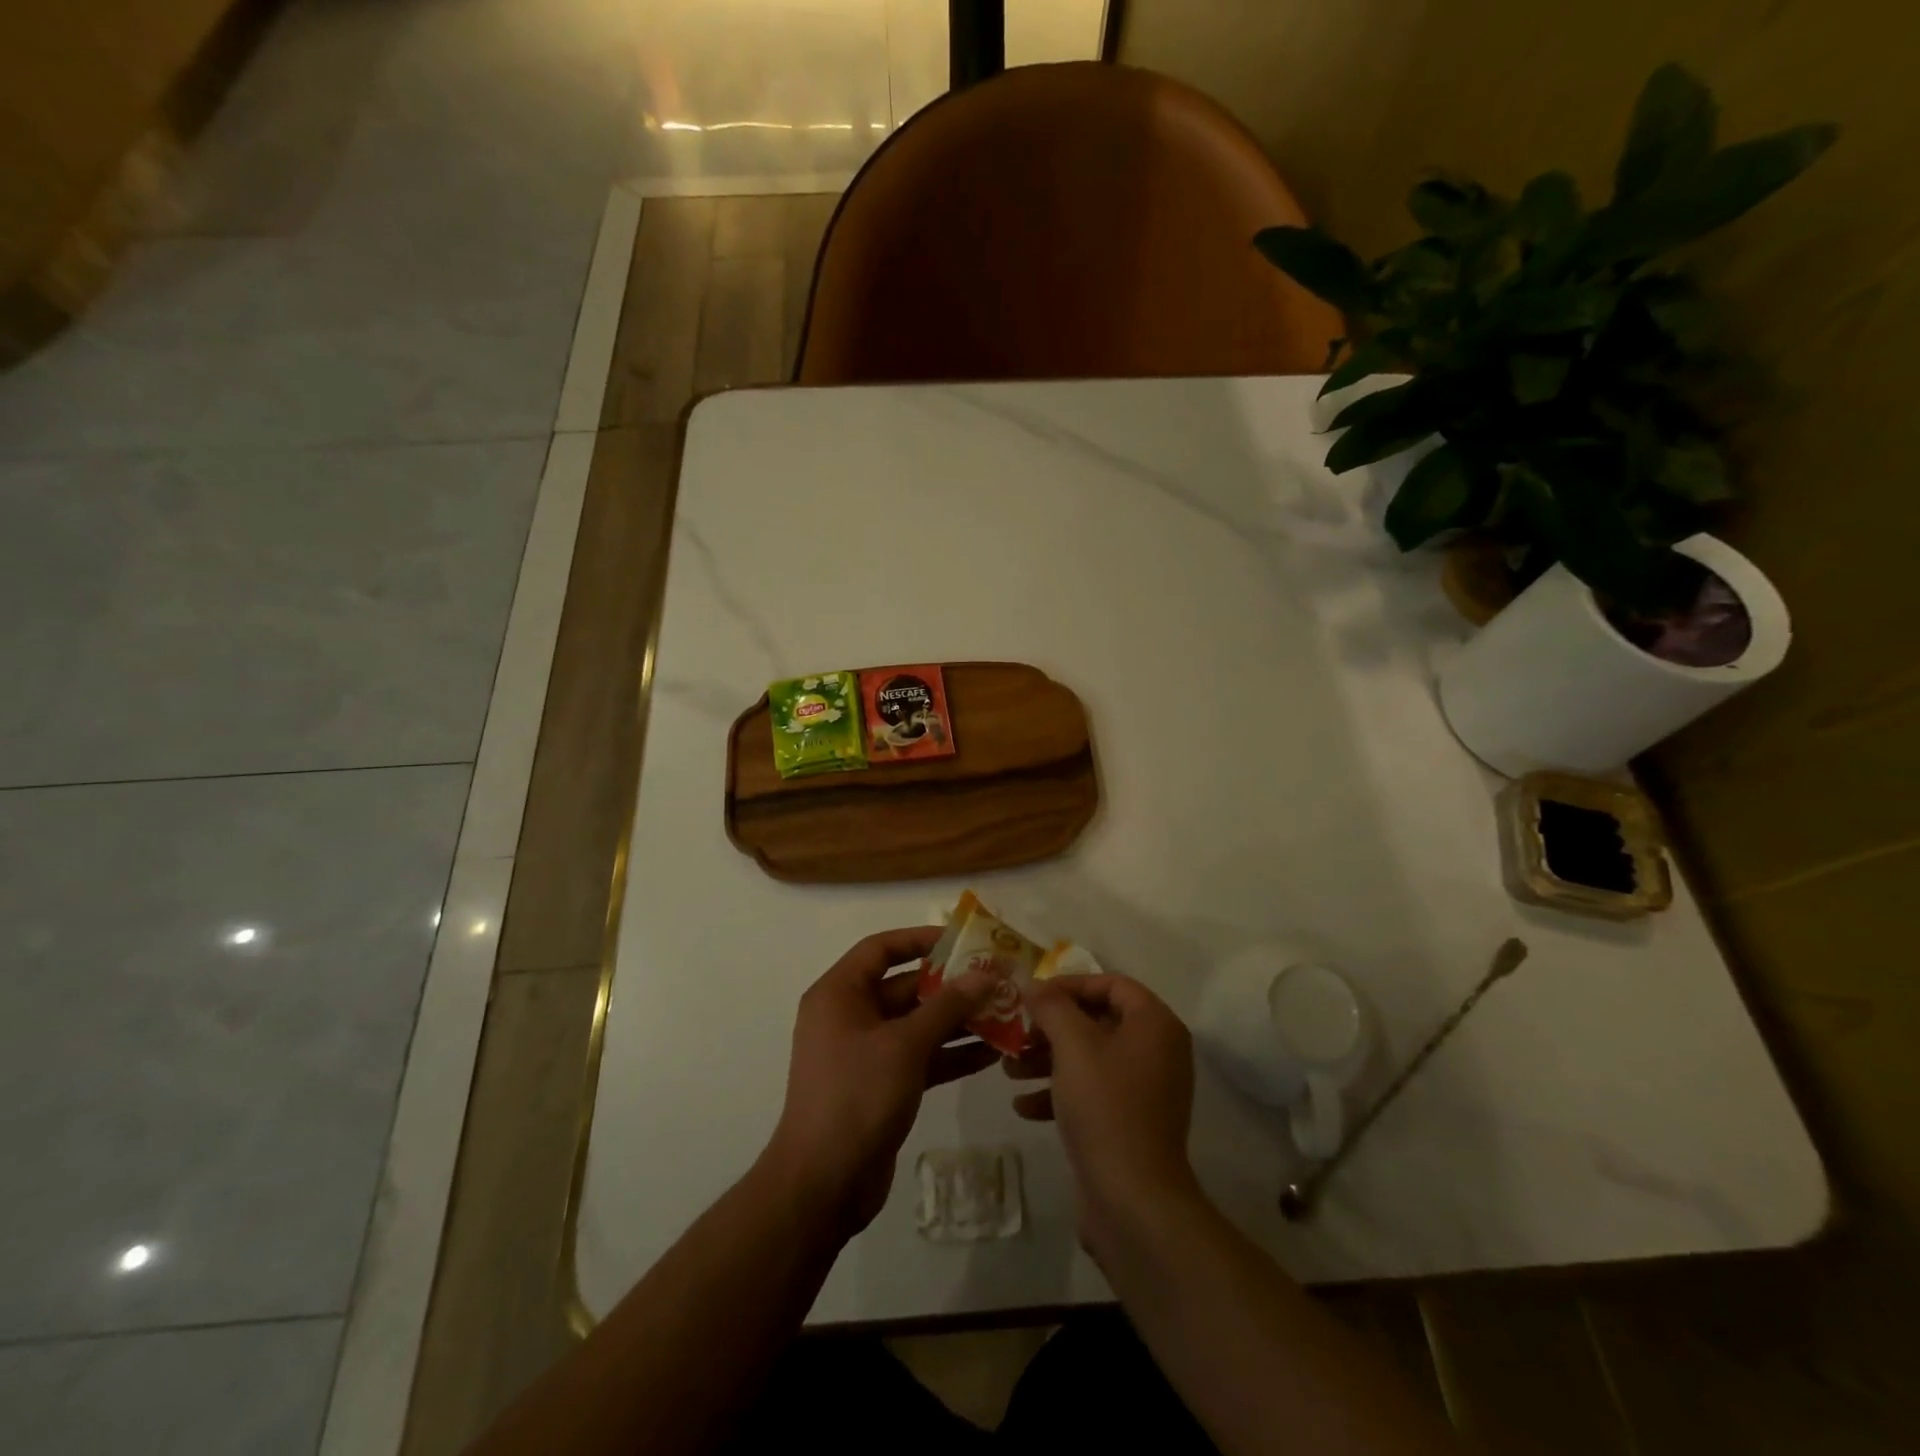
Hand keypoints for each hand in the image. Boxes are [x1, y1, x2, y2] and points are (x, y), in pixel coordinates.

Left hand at [764, 928, 998, 1233]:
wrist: (823, 1185)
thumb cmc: (857, 1096)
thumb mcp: (905, 1045)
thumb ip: (947, 1006)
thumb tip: (985, 973)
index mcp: (839, 994)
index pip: (880, 949)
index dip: (920, 939)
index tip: (962, 940)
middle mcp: (849, 1016)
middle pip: (904, 986)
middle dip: (950, 985)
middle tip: (996, 980)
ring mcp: (865, 1053)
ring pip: (916, 1024)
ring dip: (957, 1020)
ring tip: (1004, 1013)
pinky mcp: (881, 1085)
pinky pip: (920, 1056)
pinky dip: (950, 1053)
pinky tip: (991, 1053)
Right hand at [1008, 975, 1201, 1248]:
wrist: (1133, 1200)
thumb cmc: (1105, 1106)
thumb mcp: (1073, 1046)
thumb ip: (1051, 1006)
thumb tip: (1033, 983)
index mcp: (1155, 1024)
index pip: (1111, 983)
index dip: (1069, 984)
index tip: (1032, 996)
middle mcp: (1157, 1050)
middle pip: (1098, 1020)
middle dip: (1052, 1027)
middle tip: (1017, 1033)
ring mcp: (1145, 1089)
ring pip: (1090, 1057)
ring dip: (1048, 1059)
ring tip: (1009, 1069)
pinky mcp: (1130, 1122)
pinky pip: (1093, 1092)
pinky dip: (1060, 1092)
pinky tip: (1024, 1105)